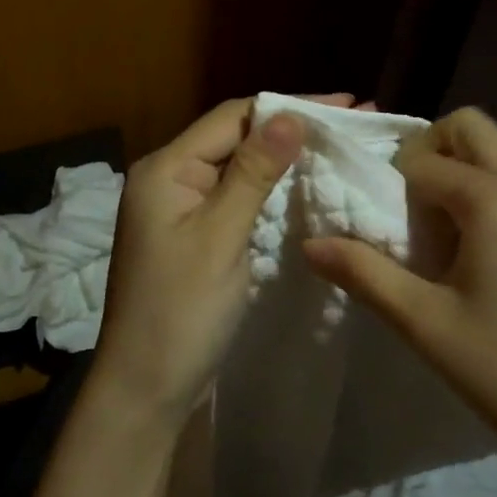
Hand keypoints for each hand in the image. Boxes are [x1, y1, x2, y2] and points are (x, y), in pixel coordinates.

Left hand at [94, 95, 361, 423]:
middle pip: (236, 136)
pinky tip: (306, 184)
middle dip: (291, 128)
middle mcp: (170, 178)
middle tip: (352, 124)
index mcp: (165, 169)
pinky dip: (272, 187)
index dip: (288, 106)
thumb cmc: (180, 312)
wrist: (145, 390)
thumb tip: (290, 115)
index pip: (233, 117)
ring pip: (240, 166)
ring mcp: (182, 207)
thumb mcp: (220, 237)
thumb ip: (253, 173)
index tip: (345, 105)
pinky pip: (238, 195)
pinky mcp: (196, 233)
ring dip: (285, 156)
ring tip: (338, 147)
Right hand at [303, 107, 496, 494]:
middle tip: (408, 211)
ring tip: (443, 236)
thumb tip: (308, 244)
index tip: (383, 231)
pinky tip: (481, 251)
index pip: (422, 160)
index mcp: (496, 197)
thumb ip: (364, 273)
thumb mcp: (426, 324)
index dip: (390, 187)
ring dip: (459, 171)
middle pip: (468, 128)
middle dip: (427, 153)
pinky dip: (488, 189)